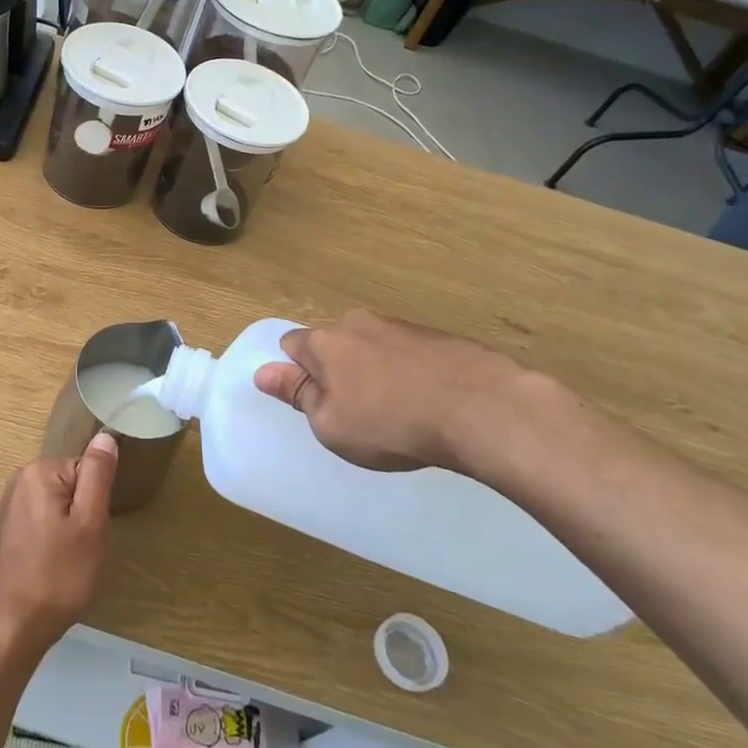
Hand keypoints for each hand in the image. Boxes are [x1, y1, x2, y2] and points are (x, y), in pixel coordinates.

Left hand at [0, 434, 117, 656]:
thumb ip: (98, 474)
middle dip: (84, 514)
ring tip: (68, 559)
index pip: (87, 469)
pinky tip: (53, 564)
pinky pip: (45, 520)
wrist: (13, 625)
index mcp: (39, 470)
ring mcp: (11, 504)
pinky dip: (55, 538)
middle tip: (83, 548)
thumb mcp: (90, 523)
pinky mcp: (9, 528)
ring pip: (60, 505)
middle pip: (72, 485)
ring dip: (71, 528)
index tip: (92, 531)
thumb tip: (105, 435)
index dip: (96, 501)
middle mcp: (20, 479)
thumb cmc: (59, 574)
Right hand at [253, 310, 540, 474]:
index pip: (291, 344)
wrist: (483, 409)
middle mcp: (360, 323)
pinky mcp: (442, 338)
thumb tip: (263, 372)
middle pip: (334, 344)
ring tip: (399, 414)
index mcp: (326, 341)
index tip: (311, 402)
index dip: (295, 373)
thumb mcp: (330, 424)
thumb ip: (297, 394)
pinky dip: (412, 375)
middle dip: (337, 371)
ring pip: (374, 348)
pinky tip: (430, 406)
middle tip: (354, 412)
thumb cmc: (390, 423)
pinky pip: (411, 356)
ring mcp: (404, 327)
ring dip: (376, 373)